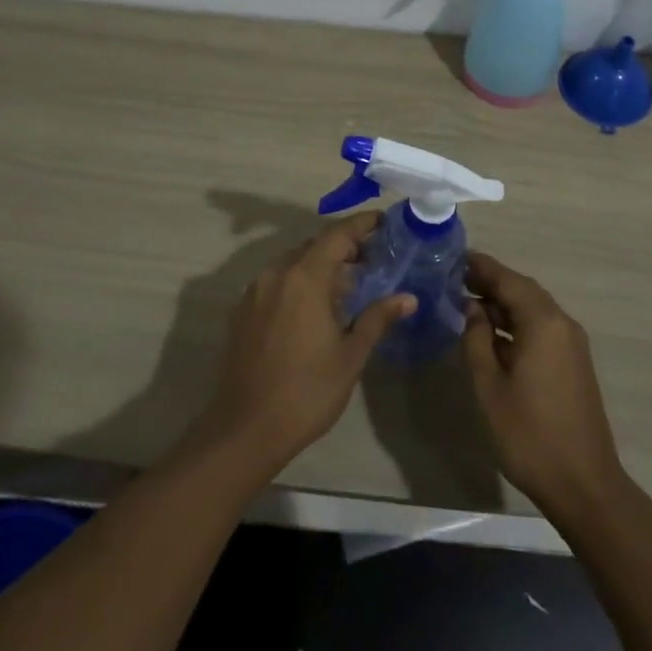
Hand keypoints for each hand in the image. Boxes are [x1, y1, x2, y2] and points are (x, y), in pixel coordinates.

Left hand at [189, 212, 415, 483]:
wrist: (246, 429)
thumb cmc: (306, 392)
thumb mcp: (350, 356)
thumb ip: (377, 318)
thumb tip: (408, 298)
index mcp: (304, 278)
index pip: (337, 235)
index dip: (362, 225)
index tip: (385, 222)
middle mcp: (276, 274)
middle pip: (315, 245)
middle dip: (344, 245)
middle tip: (374, 256)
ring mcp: (256, 291)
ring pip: (294, 262)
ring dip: (321, 264)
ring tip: (349, 281)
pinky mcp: (243, 310)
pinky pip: (278, 280)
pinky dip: (300, 280)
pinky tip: (316, 305)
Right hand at [463, 252, 629, 522]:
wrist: (584, 484)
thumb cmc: (529, 435)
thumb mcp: (490, 386)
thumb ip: (477, 340)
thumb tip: (472, 308)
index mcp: (543, 323)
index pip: (509, 280)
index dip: (482, 267)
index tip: (455, 258)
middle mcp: (562, 324)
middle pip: (524, 291)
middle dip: (491, 282)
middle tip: (456, 279)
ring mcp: (572, 344)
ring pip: (534, 309)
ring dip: (504, 304)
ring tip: (468, 303)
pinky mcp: (574, 363)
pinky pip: (542, 328)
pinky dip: (517, 323)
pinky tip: (493, 335)